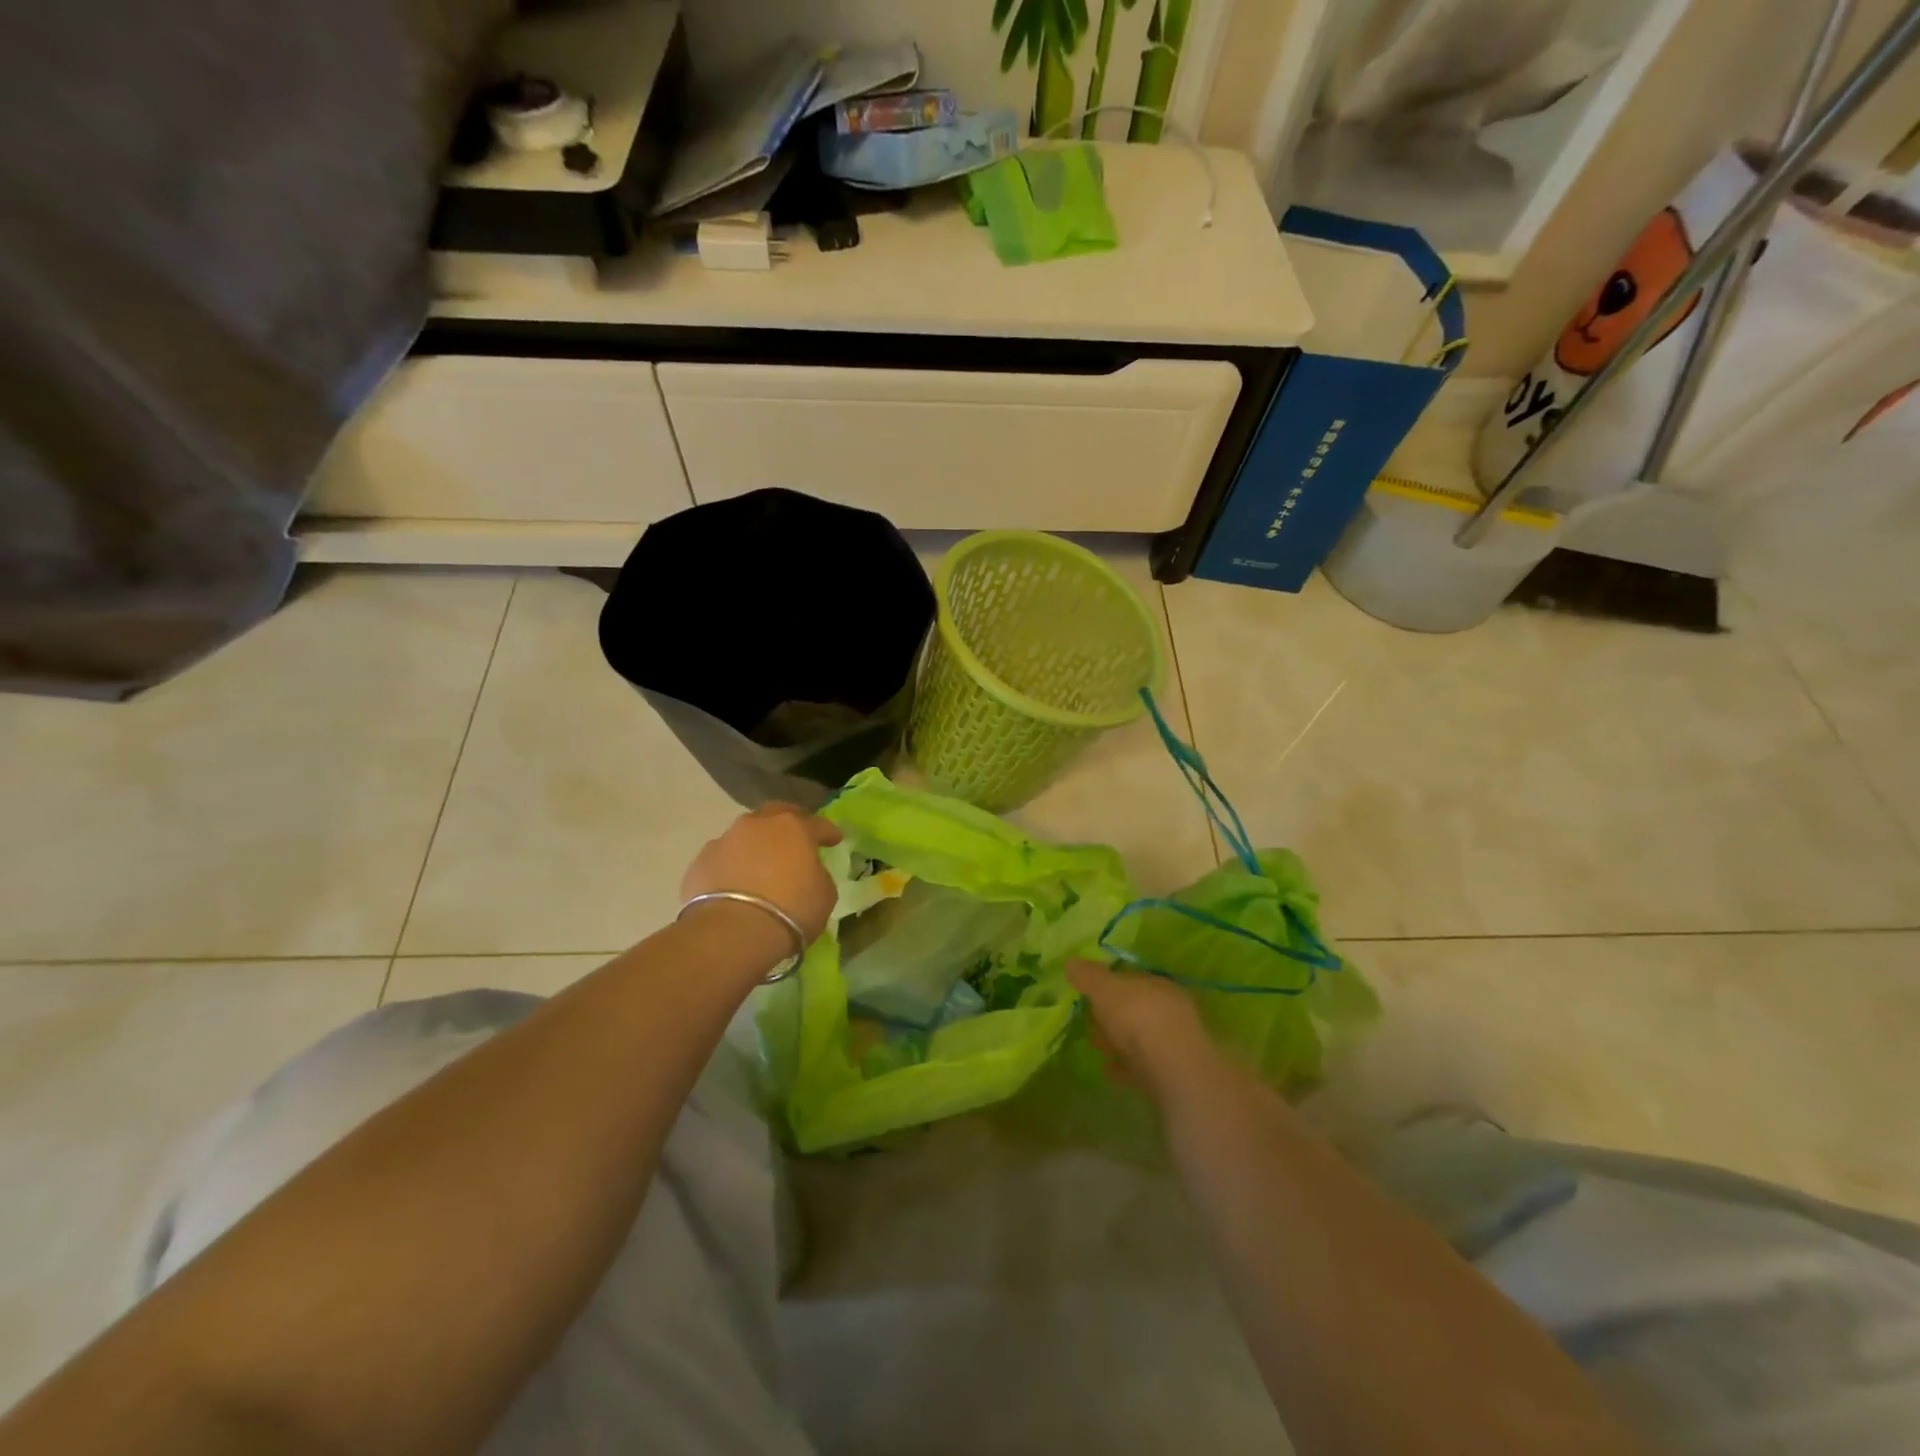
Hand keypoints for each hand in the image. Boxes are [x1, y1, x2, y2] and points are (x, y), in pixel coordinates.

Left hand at [681, 802, 842, 945]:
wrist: (731, 933)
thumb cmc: (790, 910)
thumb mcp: (824, 894)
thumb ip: (817, 875)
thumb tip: (808, 872)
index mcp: (793, 827)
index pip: (817, 824)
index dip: (828, 832)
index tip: (835, 840)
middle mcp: (757, 825)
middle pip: (775, 814)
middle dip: (787, 824)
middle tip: (795, 839)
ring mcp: (724, 841)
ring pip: (744, 835)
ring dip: (755, 846)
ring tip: (760, 865)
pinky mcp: (699, 863)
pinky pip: (723, 859)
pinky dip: (731, 867)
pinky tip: (735, 885)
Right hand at [1068, 959, 1216, 1097]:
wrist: (1172, 1068)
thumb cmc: (1137, 1016)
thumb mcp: (1104, 988)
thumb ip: (1087, 976)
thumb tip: (1070, 962)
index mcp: (1159, 984)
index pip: (1132, 979)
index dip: (1109, 985)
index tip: (1089, 994)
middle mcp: (1172, 1010)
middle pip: (1137, 1009)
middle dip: (1114, 1016)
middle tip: (1091, 1023)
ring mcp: (1175, 1043)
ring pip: (1141, 1038)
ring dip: (1119, 1041)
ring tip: (1096, 1048)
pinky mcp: (1173, 1074)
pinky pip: (1143, 1066)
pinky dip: (1125, 1067)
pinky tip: (1109, 1071)